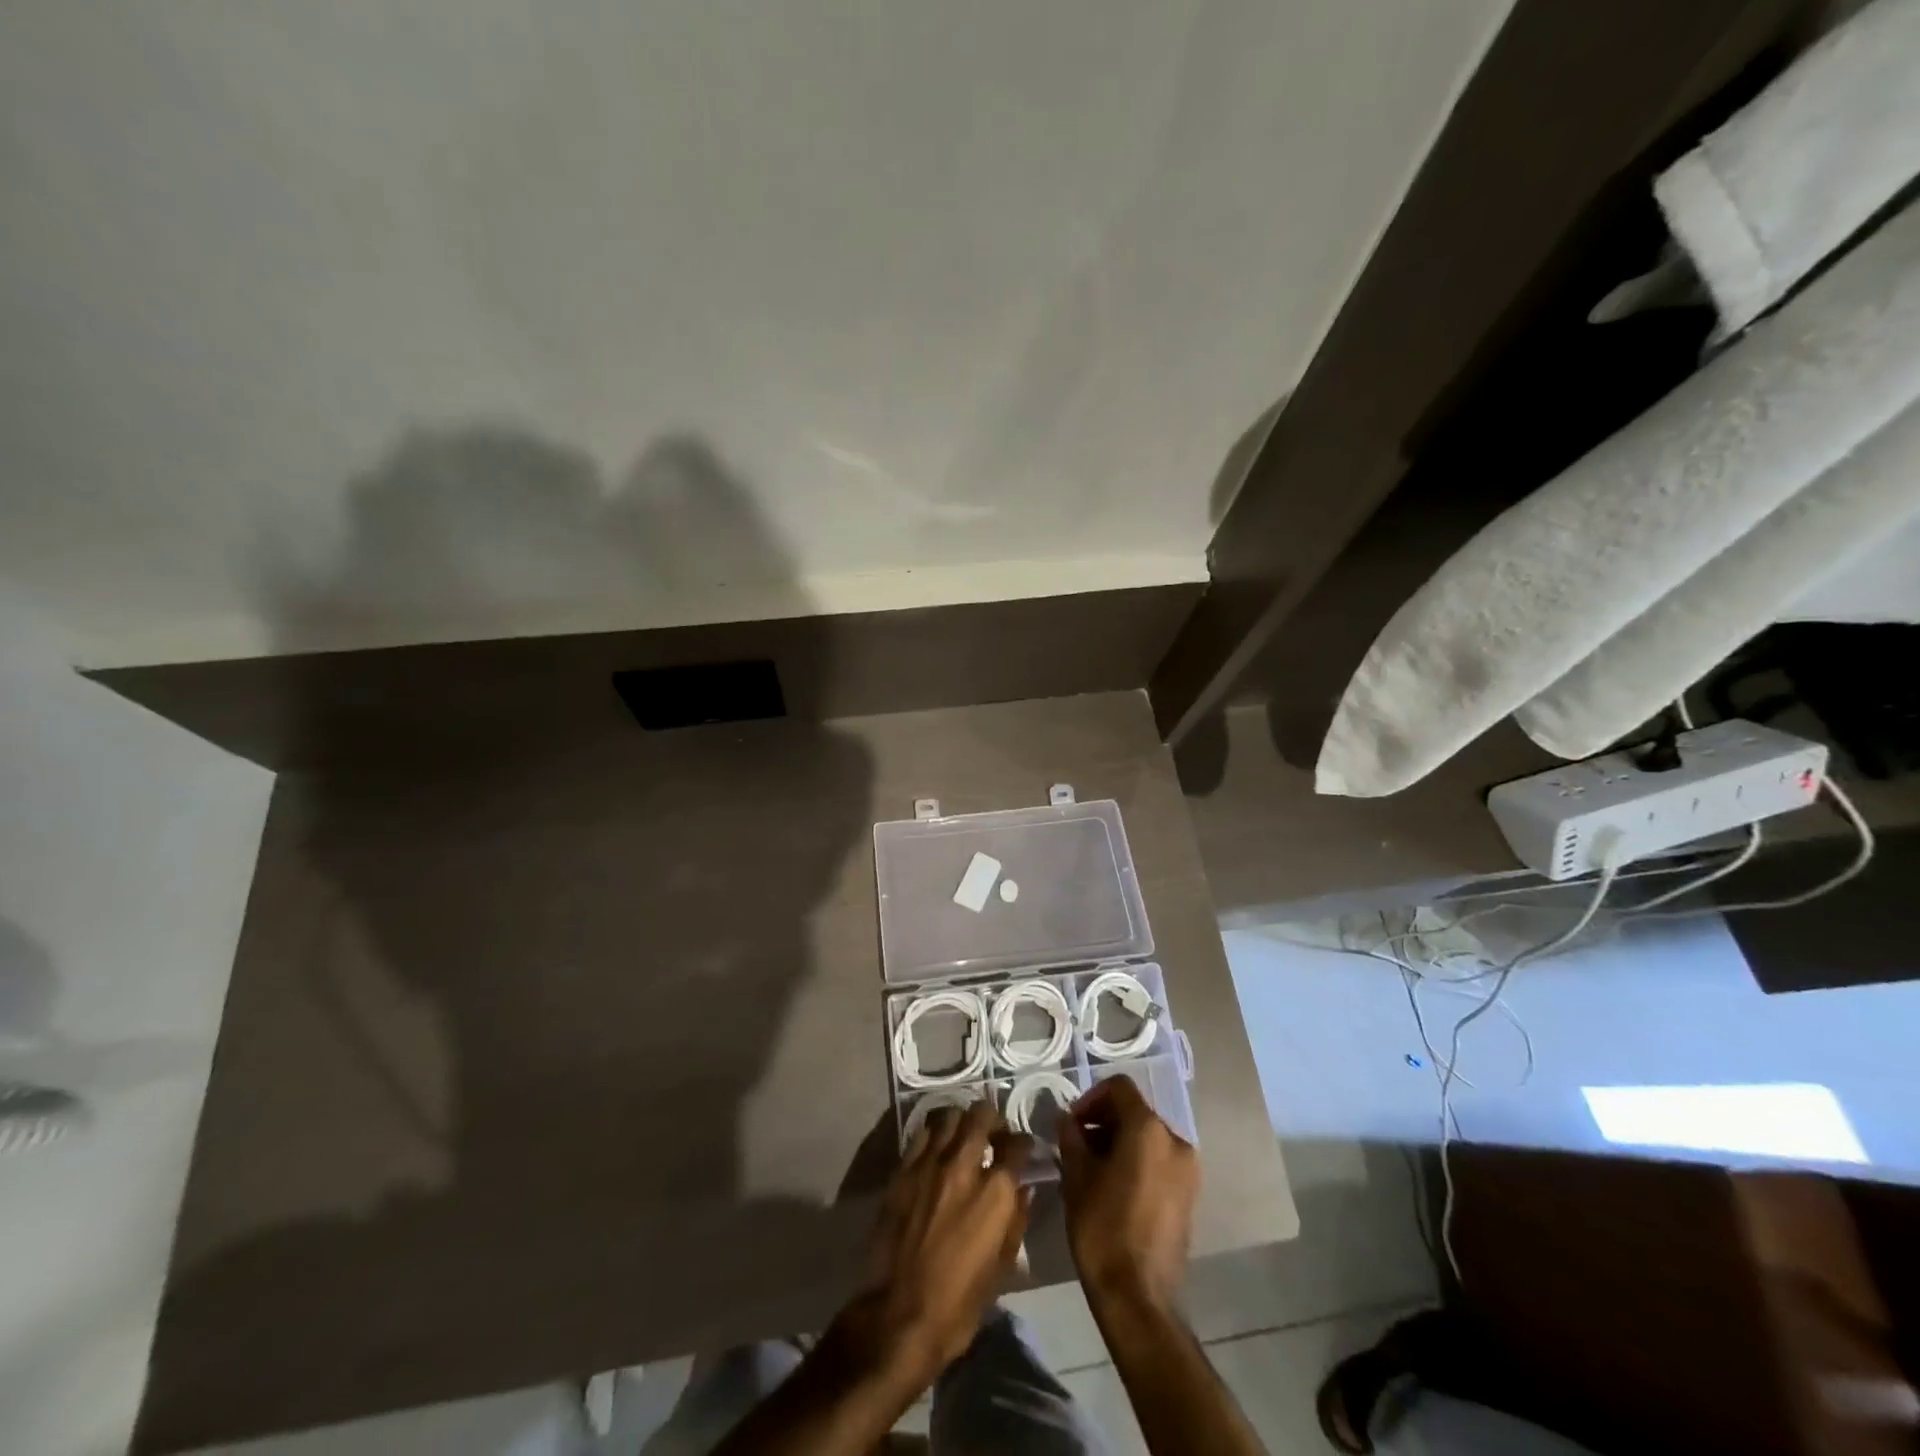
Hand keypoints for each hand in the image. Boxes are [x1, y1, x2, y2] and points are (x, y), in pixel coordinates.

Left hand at [836, 1101, 1032, 1389]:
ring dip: (962, 1121)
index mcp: (995, 1192)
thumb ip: (1016, 1220)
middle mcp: (964, 1166)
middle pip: (982, 1115)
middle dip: (993, 1119)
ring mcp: (930, 1163)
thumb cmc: (959, 1304)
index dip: (1024, 1144)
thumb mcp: (1001, 1268)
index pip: (1017, 1145)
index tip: (1023, 1150)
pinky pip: (922, 1134)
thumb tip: (1024, 1190)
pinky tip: (937, 1148)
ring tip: (964, 1136)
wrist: (899, 1316)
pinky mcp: (903, 1170)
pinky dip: (934, 1133)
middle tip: (994, 1133)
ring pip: (950, 1116)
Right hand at [1057, 1077, 1197, 1313]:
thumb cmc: (1103, 1228)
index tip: (1071, 1124)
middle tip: (1077, 1146)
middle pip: (1135, 1112)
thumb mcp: (1076, 1176)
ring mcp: (1188, 1170)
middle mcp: (1176, 1141)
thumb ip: (1071, 1137)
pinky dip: (1137, 1162)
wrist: (1139, 1298)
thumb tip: (1068, 1120)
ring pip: (1148, 1138)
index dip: (1090, 1098)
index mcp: (1149, 1129)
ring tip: (1092, 1169)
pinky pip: (1159, 1161)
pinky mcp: (1190, 1196)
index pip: (1119, 1088)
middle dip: (1104, 1122)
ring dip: (1119, 1142)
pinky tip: (1114, 1188)